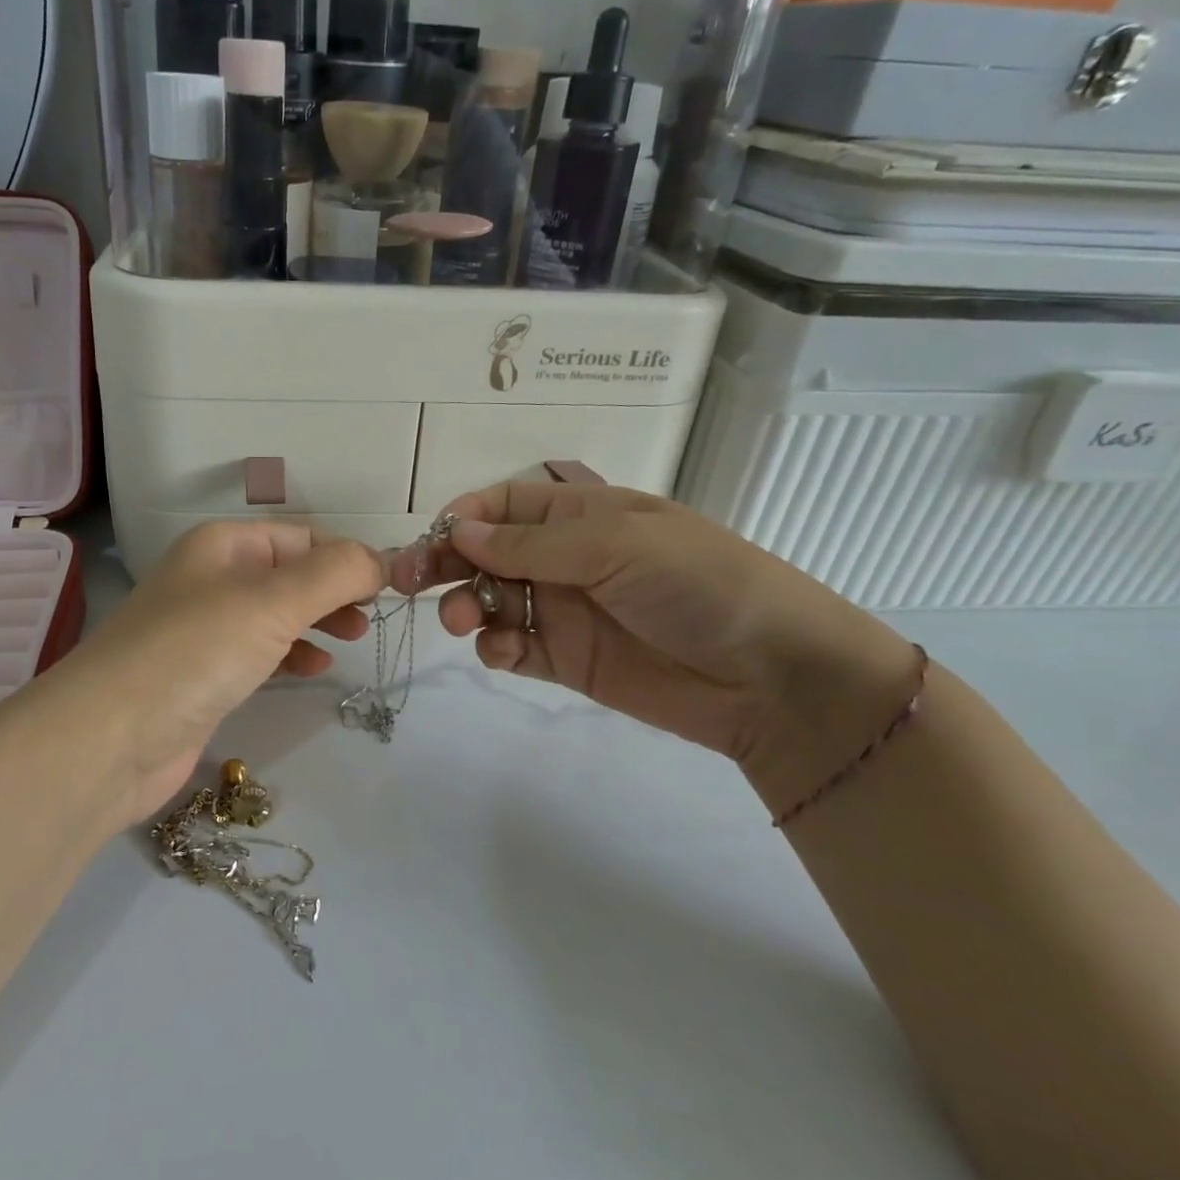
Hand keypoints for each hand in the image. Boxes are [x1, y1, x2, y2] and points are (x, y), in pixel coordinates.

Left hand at [54, 522, 383, 827]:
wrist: (108, 740)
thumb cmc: (194, 653)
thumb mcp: (272, 602)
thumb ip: (334, 574)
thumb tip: (382, 559)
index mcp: (223, 545)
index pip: (300, 537)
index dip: (346, 557)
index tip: (389, 586)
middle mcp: (212, 578)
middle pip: (290, 573)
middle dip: (335, 590)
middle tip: (373, 617)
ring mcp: (205, 628)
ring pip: (277, 613)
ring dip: (318, 620)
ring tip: (355, 638)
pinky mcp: (203, 674)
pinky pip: (260, 651)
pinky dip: (292, 653)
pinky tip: (315, 668)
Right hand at [393, 483, 917, 782]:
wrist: (770, 677)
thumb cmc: (698, 583)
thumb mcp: (616, 544)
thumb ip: (532, 542)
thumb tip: (457, 528)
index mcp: (582, 513)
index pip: (506, 503)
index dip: (467, 515)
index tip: (436, 536)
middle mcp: (565, 557)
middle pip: (487, 552)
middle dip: (447, 561)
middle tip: (408, 580)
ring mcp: (564, 610)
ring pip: (491, 599)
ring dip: (466, 605)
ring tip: (464, 621)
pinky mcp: (566, 660)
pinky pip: (512, 646)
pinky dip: (495, 647)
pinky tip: (500, 651)